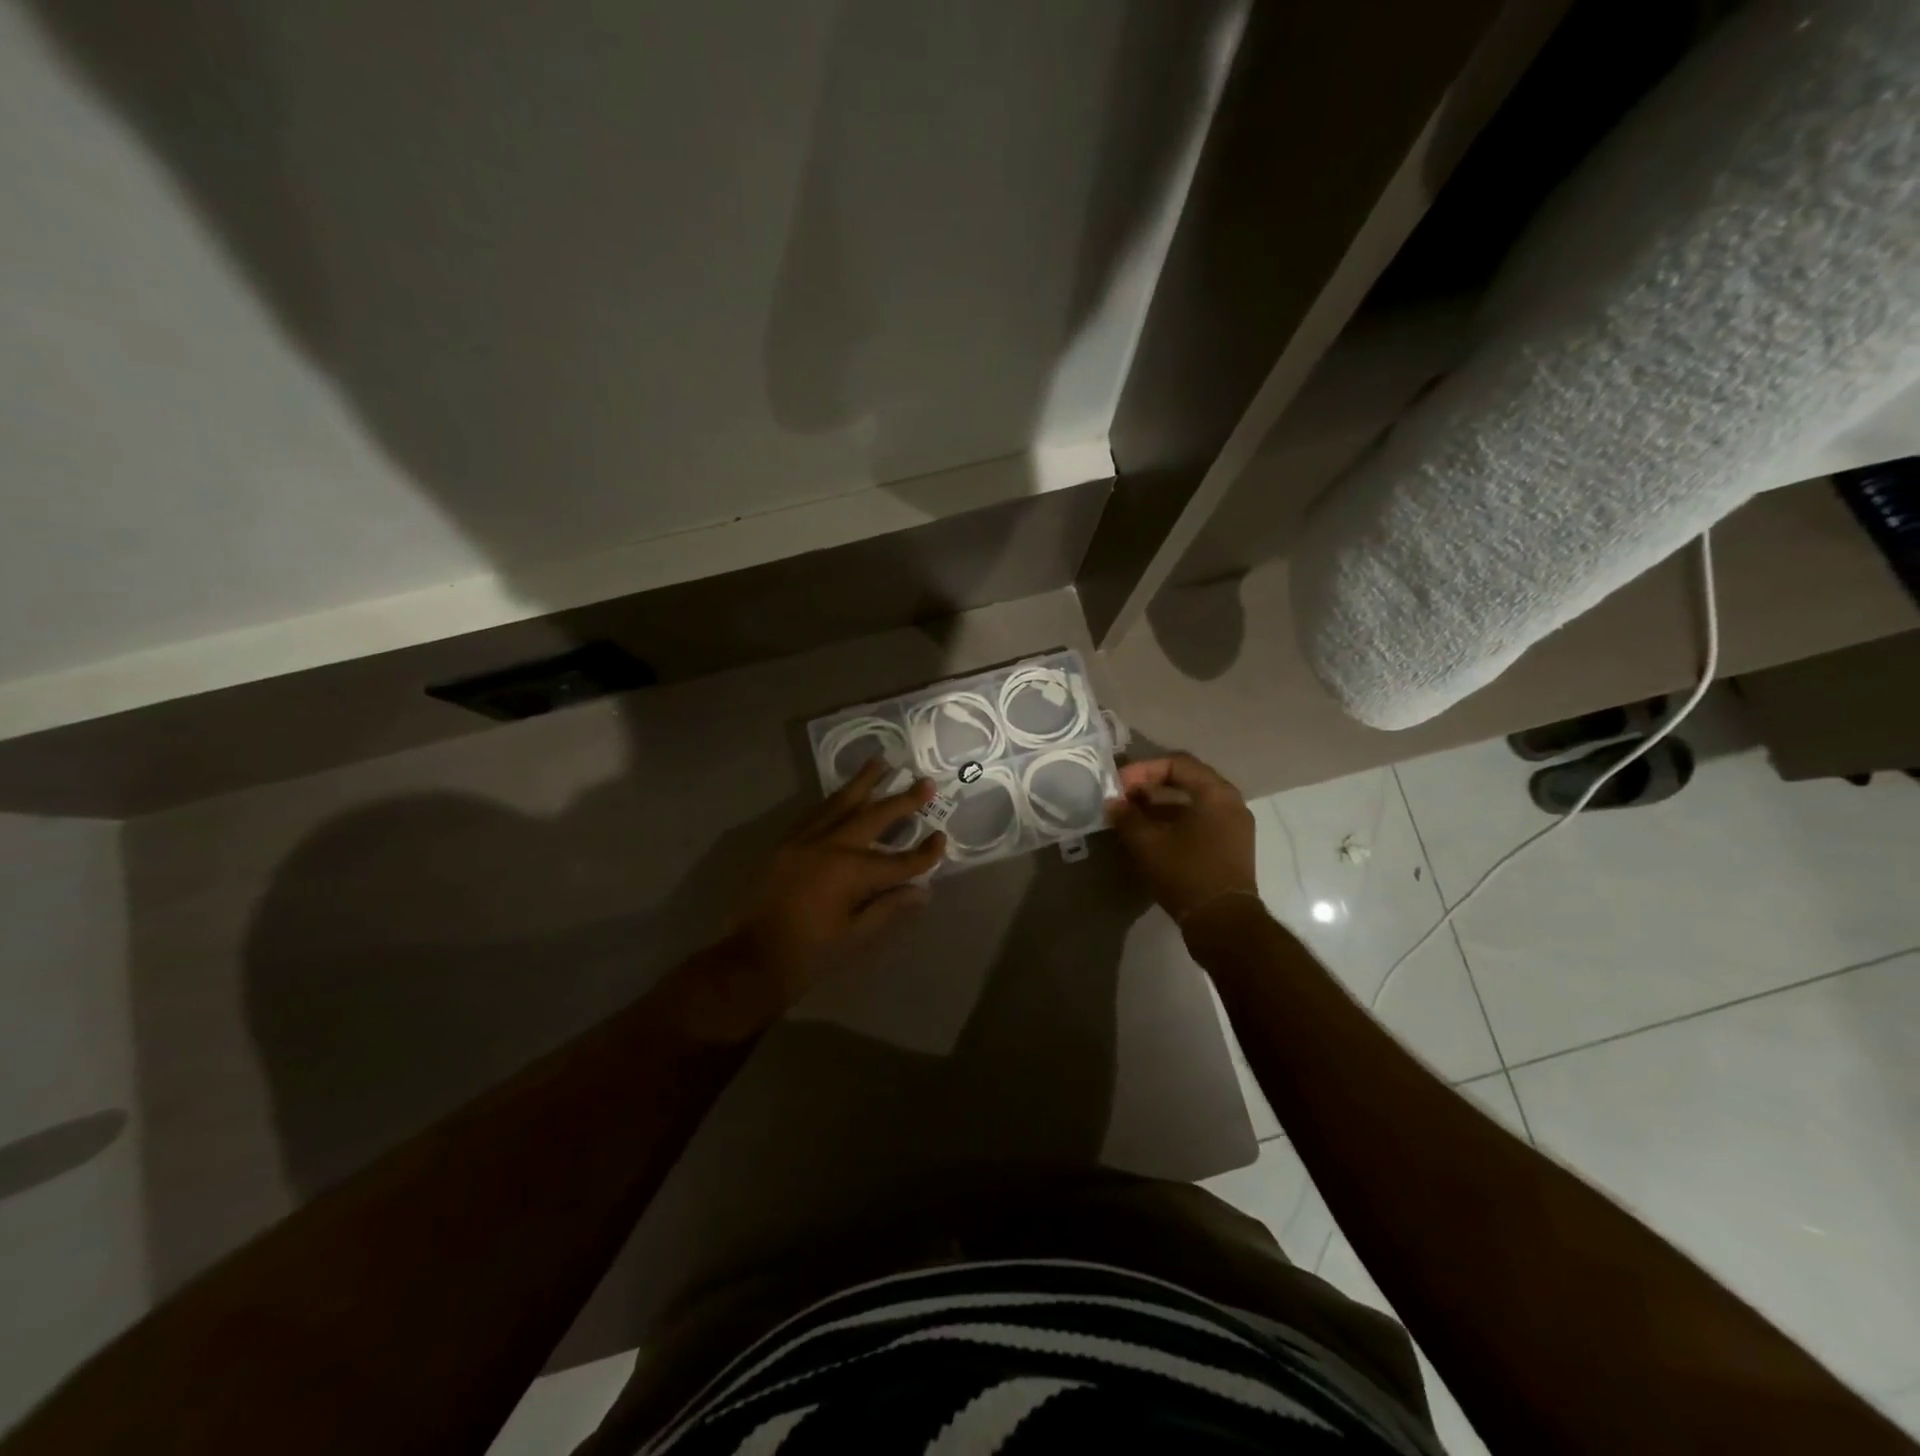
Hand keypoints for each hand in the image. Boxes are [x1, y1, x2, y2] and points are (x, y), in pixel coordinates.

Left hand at [729, 758, 946, 1002]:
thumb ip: (888, 908)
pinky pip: (814, 813)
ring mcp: (804, 841)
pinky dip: (834, 800)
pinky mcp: (785, 844)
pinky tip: (842, 793)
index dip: (924, 853)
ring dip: (863, 782)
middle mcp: (831, 846)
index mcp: (852, 873)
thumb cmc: (809, 954)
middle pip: (874, 817)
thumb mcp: (855, 936)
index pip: (900, 860)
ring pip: (839, 803)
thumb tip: (921, 891)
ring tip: (880, 761)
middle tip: (924, 782)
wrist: (750, 959)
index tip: (941, 839)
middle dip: (902, 800)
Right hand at [1105, 753, 1258, 921]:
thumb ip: (1127, 817)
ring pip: (1191, 802)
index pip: (1177, 763)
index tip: (1118, 785)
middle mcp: (1230, 802)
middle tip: (1123, 796)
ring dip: (1159, 804)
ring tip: (1130, 815)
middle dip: (1150, 785)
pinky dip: (1173, 820)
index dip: (1143, 769)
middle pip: (1186, 780)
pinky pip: (1199, 820)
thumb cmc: (1186, 873)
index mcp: (1216, 793)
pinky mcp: (1229, 846)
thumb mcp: (1148, 843)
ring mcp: (1233, 825)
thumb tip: (1112, 803)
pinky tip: (1149, 834)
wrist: (1223, 923)